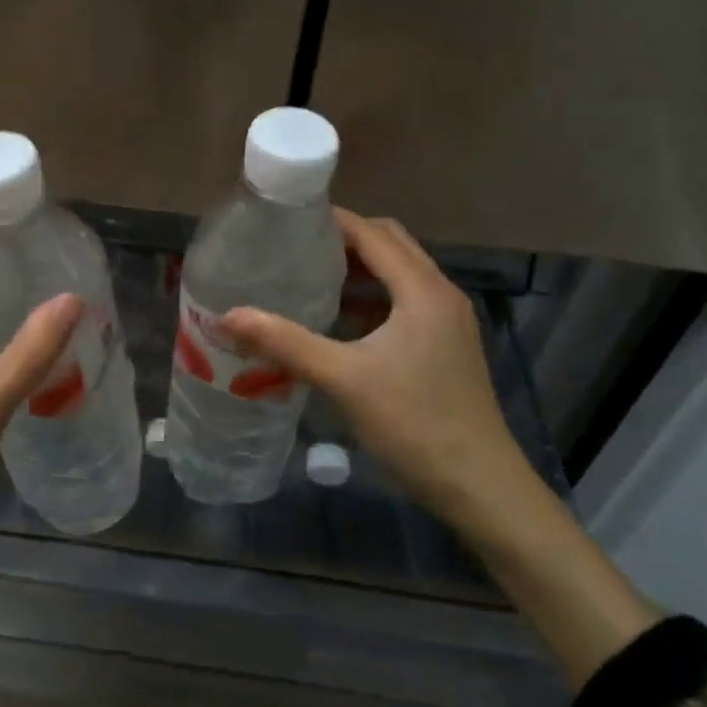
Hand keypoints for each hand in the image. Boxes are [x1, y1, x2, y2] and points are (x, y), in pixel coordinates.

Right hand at [220, 209, 524, 516]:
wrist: (479, 486)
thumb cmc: (413, 424)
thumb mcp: (342, 379)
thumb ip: (284, 342)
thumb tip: (227, 317)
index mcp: (422, 290)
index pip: (372, 233)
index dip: (331, 220)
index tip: (286, 219)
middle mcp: (440, 294)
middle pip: (390, 244)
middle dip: (344, 239)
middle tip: (295, 247)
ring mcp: (447, 321)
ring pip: (399, 274)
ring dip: (359, 269)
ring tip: (309, 277)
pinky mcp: (445, 345)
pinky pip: (404, 302)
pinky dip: (372, 298)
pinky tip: (339, 320)